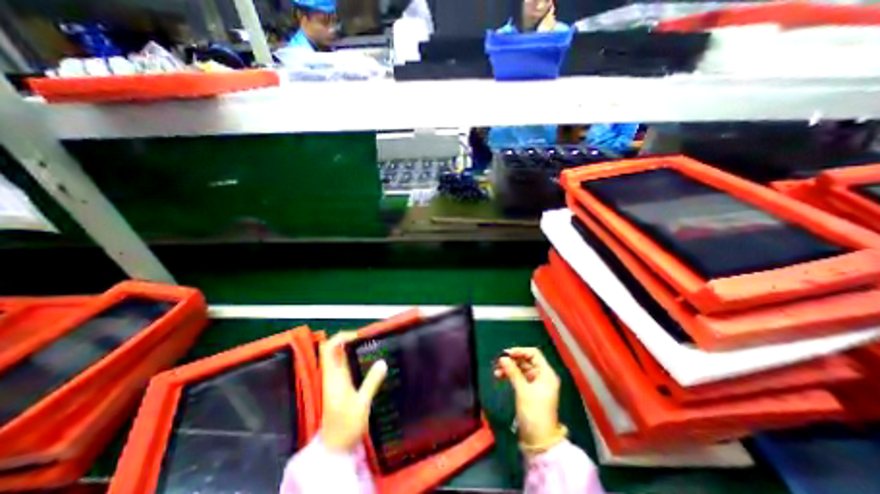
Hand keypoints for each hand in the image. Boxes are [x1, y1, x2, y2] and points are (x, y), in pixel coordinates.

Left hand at [316, 332, 385, 450]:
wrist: (335, 449)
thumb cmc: (347, 427)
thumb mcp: (362, 405)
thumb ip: (371, 382)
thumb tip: (382, 362)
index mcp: (333, 377)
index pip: (329, 349)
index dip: (341, 337)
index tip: (359, 335)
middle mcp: (331, 376)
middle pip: (332, 349)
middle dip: (347, 339)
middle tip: (367, 338)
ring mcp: (333, 381)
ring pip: (337, 356)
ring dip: (350, 347)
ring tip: (369, 345)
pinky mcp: (338, 386)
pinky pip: (342, 365)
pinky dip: (351, 357)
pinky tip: (366, 360)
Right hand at [491, 348, 558, 451]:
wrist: (539, 440)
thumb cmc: (534, 412)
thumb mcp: (522, 390)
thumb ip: (513, 372)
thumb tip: (502, 358)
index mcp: (546, 374)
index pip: (534, 354)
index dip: (520, 351)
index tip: (506, 354)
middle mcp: (543, 376)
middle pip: (527, 361)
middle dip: (513, 360)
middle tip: (498, 361)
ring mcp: (537, 383)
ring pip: (522, 369)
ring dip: (510, 368)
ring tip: (497, 370)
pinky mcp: (531, 390)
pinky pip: (520, 377)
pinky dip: (511, 375)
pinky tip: (500, 376)